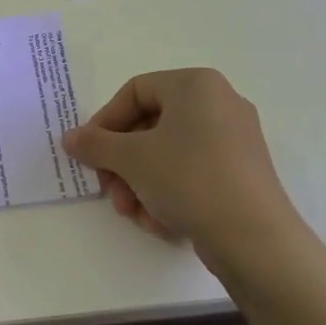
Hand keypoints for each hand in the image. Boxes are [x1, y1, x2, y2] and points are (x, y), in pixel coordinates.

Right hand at [62, 68, 305, 277]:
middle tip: (108, 191)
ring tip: (133, 214)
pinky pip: (192, 173)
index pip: (134, 92)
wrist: (255, 240)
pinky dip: (168, 194)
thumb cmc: (189, 179)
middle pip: (149, 126)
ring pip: (167, 154)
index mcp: (196, 85)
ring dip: (140, 184)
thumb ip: (94, 144)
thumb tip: (70, 138)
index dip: (104, 123)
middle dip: (122, 163)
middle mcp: (219, 103)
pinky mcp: (241, 173)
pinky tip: (160, 222)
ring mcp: (234, 139)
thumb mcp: (131, 159)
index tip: (89, 154)